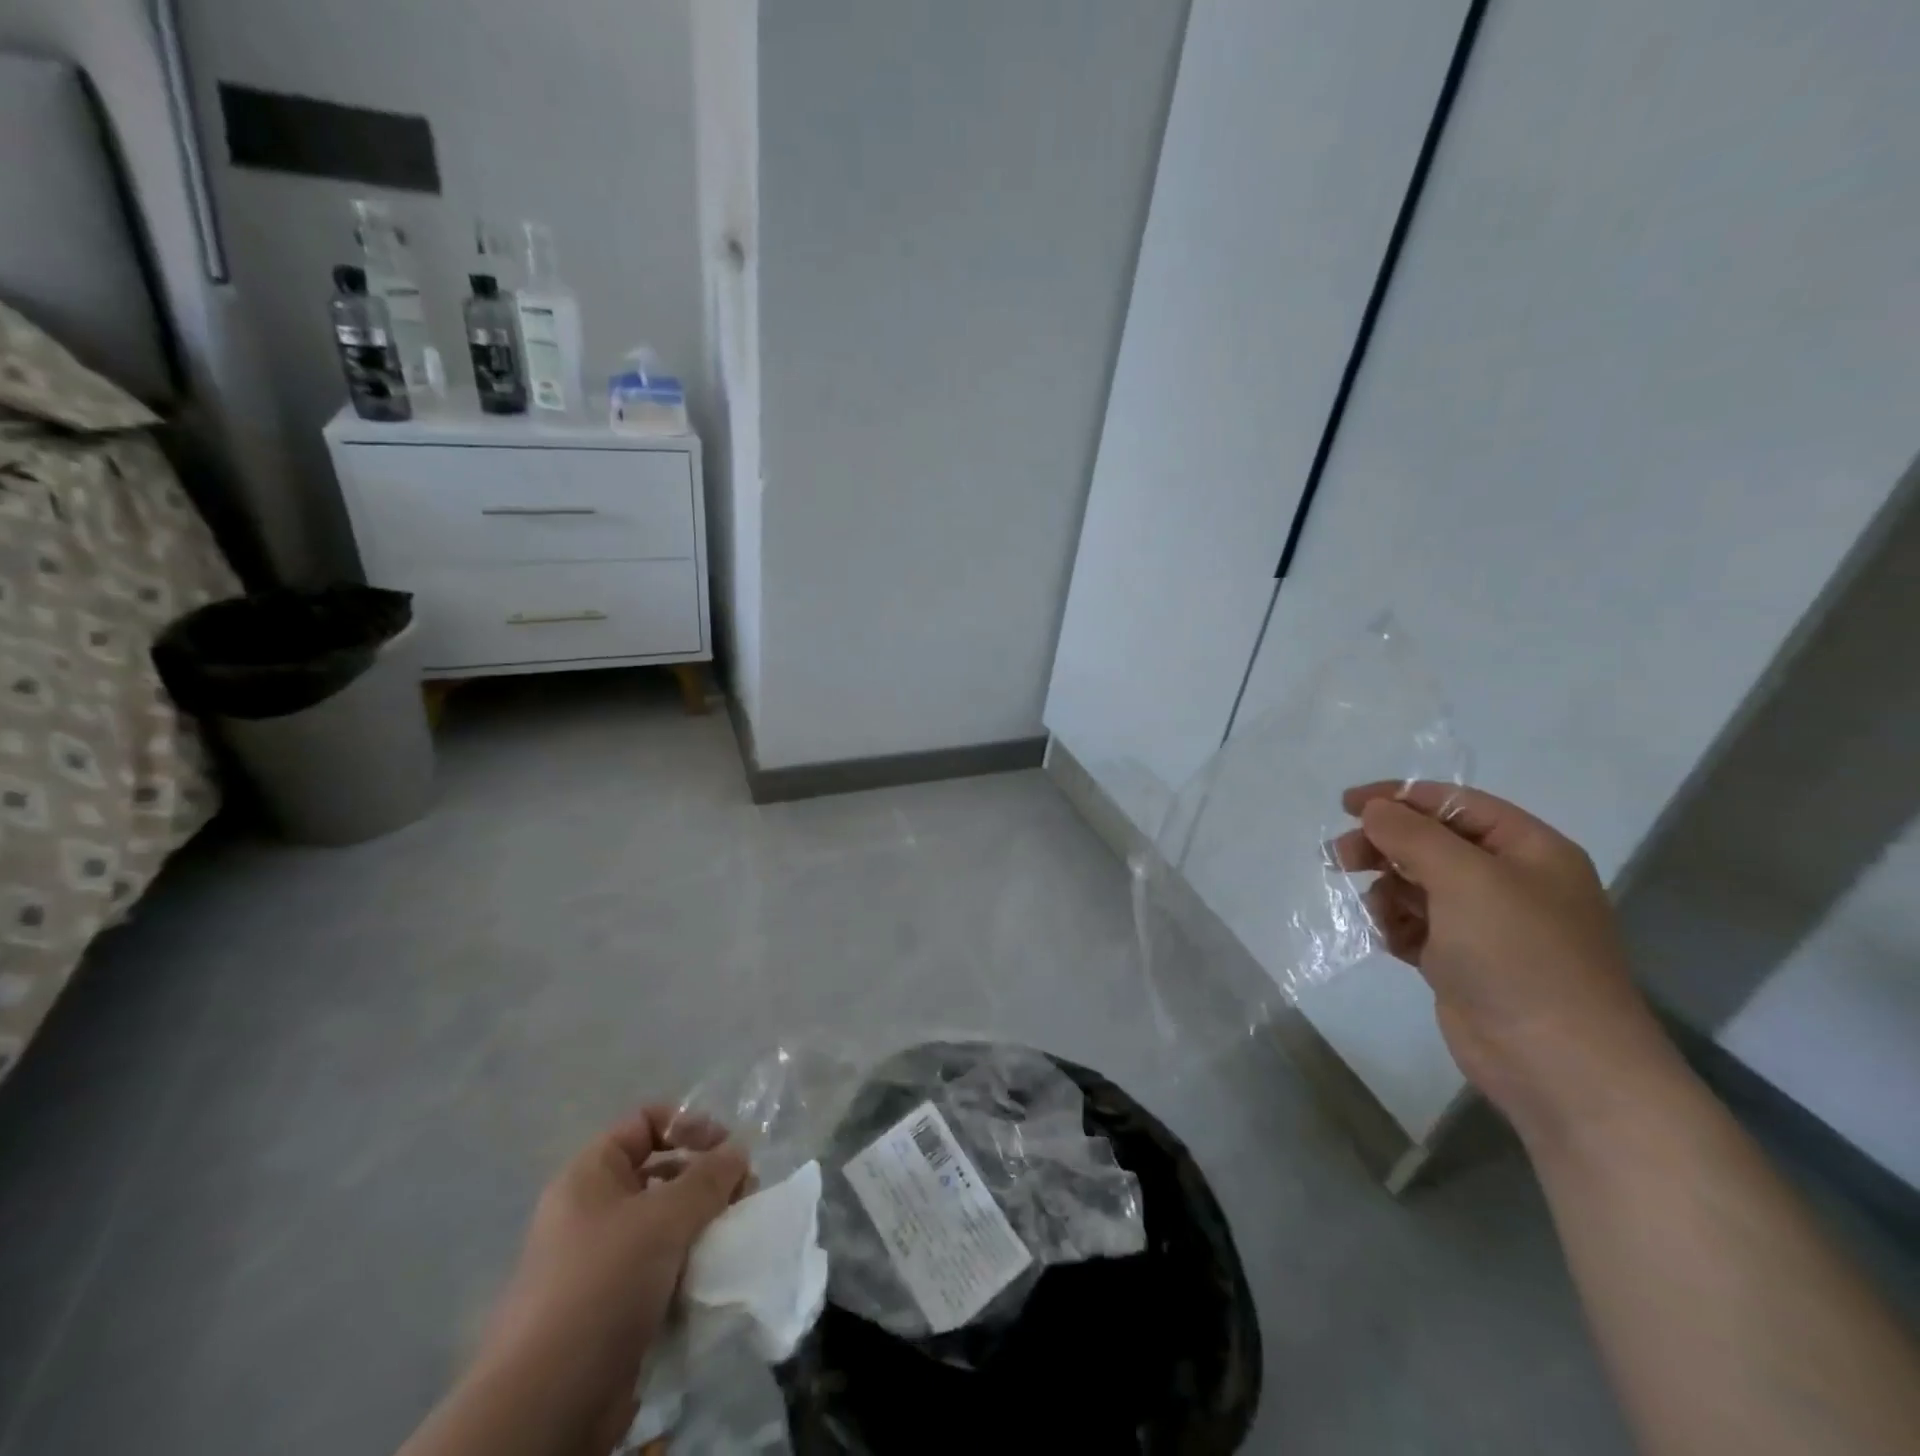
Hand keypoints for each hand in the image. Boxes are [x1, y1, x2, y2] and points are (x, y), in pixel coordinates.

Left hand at [474, 1108, 749, 1452]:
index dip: (687, 1124)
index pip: (645, 1122)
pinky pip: (661, 1265)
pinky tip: (712, 1275)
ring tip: (732, 1238)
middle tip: (742, 1196)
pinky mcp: (614, 1305)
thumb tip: (738, 1150)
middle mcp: (593, 1210)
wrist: (547, 1404)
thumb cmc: (603, 1285)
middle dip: (706, 1178)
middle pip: (661, 1170)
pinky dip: (689, 1264)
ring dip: (703, 1224)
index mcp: (590, 1175)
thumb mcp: (664, 1218)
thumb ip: (709, 1177)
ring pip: (665, 1221)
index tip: (725, 1149)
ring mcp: (601, 1260)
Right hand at [1334, 782, 1681, 1143]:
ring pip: (1417, 885)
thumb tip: (1373, 809)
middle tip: (1341, 859)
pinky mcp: (1463, 963)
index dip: (1398, 798)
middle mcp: (1510, 881)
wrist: (1559, 1065)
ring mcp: (1486, 925)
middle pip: (1429, 843)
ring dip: (1388, 892)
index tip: (1346, 806)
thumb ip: (1413, 835)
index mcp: (1528, 850)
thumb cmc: (1519, 956)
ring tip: (1380, 914)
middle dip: (1384, 847)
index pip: (1453, 804)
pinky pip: (1415, 925)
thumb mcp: (1466, 879)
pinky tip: (1394, 943)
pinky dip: (1397, 927)